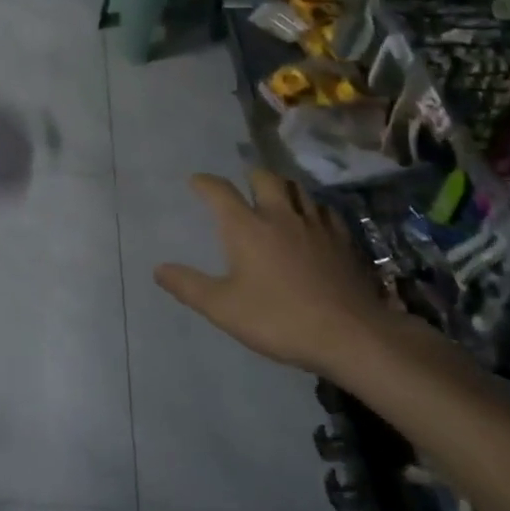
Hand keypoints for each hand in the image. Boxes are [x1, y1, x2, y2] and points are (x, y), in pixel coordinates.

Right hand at [154, 170, 387, 373]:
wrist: (351, 334)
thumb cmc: (279, 319)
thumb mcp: (224, 309)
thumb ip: (189, 286)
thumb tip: (158, 268)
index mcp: (247, 227)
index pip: (219, 191)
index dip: (205, 183)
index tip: (196, 181)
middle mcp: (280, 215)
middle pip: (265, 178)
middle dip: (250, 176)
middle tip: (244, 185)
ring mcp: (315, 224)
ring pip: (298, 189)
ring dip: (283, 187)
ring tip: (277, 197)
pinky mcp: (343, 239)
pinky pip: (324, 210)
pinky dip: (312, 208)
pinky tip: (313, 221)